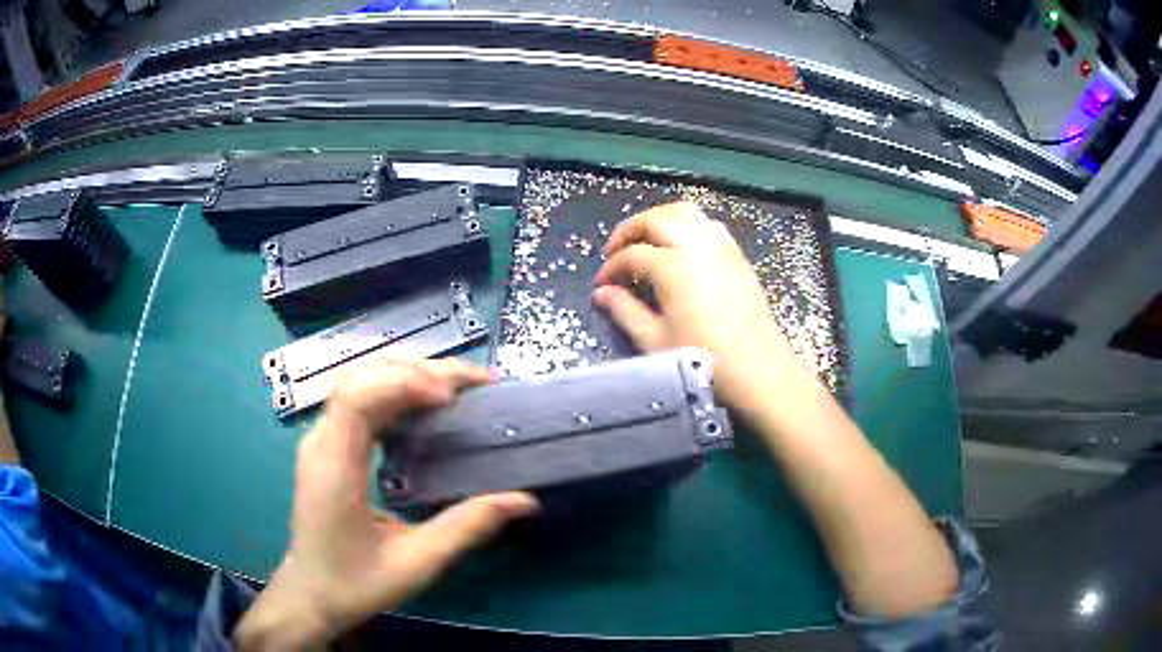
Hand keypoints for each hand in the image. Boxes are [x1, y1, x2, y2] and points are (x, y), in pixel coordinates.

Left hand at [236, 357, 539, 649]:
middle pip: (362, 378)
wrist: (312, 594)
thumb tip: (524, 500)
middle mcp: (322, 442)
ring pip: (359, 382)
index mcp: (334, 467)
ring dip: (407, 375)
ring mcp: (321, 441)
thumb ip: (467, 528)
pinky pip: (360, 400)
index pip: (357, 397)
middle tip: (472, 384)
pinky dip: (395, 391)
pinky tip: (425, 406)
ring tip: (456, 389)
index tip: (451, 398)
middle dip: (418, 371)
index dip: (403, 383)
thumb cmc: (357, 584)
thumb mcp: (417, 563)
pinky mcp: (328, 446)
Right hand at [592, 202, 809, 412]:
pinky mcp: (737, 255)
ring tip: (645, 241)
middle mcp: (696, 244)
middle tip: (614, 251)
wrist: (758, 370)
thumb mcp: (655, 340)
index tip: (601, 284)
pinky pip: (707, 224)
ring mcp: (721, 246)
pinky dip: (686, 225)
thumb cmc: (703, 359)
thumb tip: (602, 293)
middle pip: (655, 219)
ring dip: (658, 219)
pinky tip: (680, 248)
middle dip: (629, 231)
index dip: (611, 268)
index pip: (631, 255)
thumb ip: (625, 311)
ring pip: (684, 212)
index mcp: (672, 266)